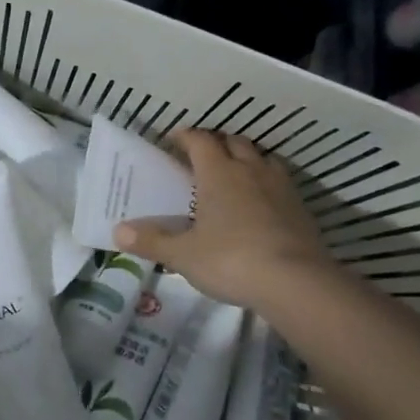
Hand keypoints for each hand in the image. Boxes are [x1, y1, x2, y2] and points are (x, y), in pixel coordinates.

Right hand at [114, 130, 329, 309]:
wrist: (296, 282)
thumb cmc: (231, 260)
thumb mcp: (183, 255)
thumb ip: (152, 241)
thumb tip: (118, 232)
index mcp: (218, 173)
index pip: (200, 140)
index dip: (185, 136)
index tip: (173, 140)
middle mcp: (250, 170)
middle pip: (233, 141)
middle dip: (217, 143)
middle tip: (202, 157)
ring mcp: (280, 187)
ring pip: (262, 157)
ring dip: (247, 158)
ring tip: (235, 173)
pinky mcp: (301, 208)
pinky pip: (280, 182)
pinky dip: (267, 183)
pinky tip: (262, 203)